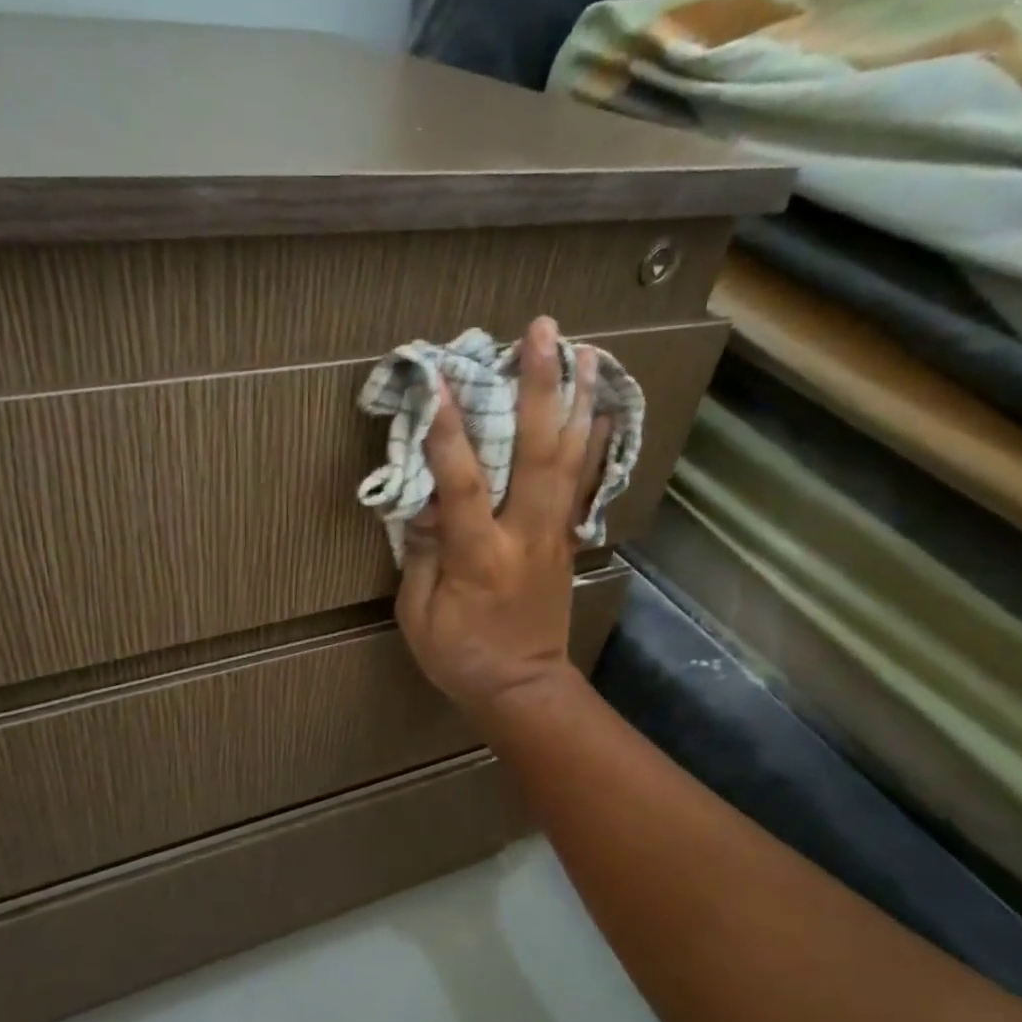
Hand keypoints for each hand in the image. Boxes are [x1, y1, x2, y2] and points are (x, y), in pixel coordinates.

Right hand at [397, 316, 608, 720]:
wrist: (523, 688)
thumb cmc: (461, 656)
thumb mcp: (418, 616)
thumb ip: (422, 554)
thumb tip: (426, 501)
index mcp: (480, 557)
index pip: (464, 486)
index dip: (451, 432)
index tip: (442, 379)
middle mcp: (525, 535)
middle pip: (538, 454)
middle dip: (540, 388)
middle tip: (543, 332)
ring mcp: (553, 535)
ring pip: (571, 459)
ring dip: (577, 401)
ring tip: (585, 350)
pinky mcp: (566, 541)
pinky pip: (584, 483)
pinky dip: (595, 442)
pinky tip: (602, 408)